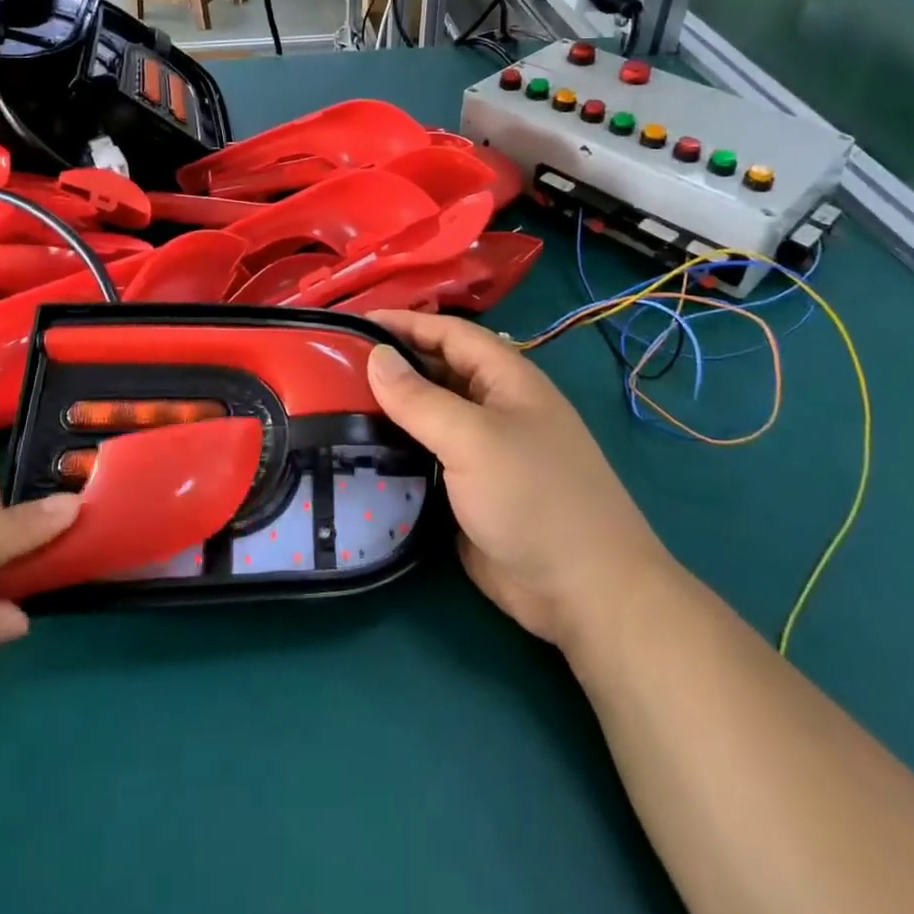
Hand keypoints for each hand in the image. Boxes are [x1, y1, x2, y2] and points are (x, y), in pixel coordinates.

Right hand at [366, 311, 668, 647]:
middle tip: (331, 366)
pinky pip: (424, 457)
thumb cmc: (534, 498)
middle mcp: (493, 407)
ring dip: (388, 409)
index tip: (351, 322)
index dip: (403, 322)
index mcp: (506, 379)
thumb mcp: (473, 439)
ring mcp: (481, 451)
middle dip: (391, 364)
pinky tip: (357, 451)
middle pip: (436, 371)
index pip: (448, 333)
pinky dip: (394, 449)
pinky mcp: (467, 490)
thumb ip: (420, 398)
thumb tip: (376, 356)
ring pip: (427, 416)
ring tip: (333, 403)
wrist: (583, 592)